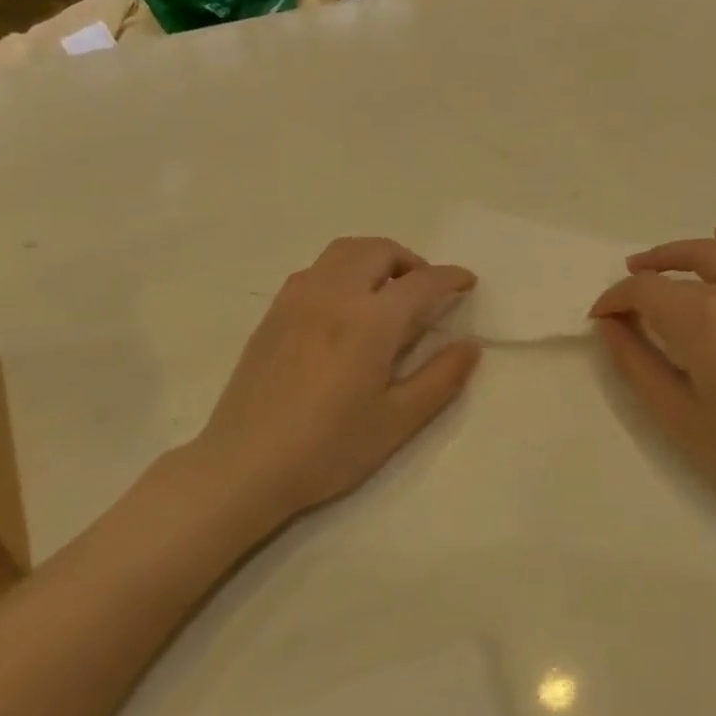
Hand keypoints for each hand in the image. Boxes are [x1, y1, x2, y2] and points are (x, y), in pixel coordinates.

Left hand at [190, 237, 480, 522]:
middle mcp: (333, 295)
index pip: (420, 282)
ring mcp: (297, 300)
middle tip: (425, 290)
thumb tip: (470, 345)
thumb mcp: (397, 421)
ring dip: (374, 258)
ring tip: (386, 292)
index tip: (467, 282)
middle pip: (378, 251)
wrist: (245, 465)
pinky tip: (344, 308)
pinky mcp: (273, 313)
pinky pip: (315, 270)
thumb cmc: (328, 449)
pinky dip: (342, 270)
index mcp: (370, 321)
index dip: (450, 277)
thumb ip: (440, 378)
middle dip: (410, 260)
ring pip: (342, 252)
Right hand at [590, 229, 715, 543]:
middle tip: (620, 298)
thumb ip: (635, 362)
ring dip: (680, 253)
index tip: (599, 320)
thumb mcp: (675, 414)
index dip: (614, 301)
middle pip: (678, 270)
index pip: (644, 292)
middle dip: (641, 278)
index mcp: (703, 321)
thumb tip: (611, 325)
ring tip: (655, 263)